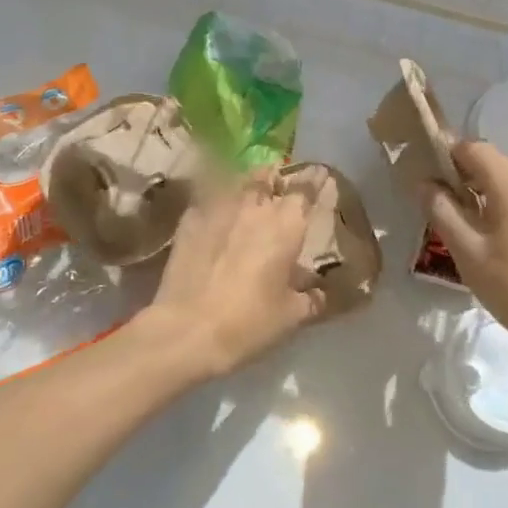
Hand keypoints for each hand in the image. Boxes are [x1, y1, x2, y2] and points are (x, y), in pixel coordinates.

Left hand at [141, 170, 321, 379]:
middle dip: (276, 181)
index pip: (306, 187)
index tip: (318, 182)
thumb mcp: (291, 316)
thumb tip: (319, 294)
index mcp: (287, 223)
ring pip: (237, 183)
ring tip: (247, 202)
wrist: (188, 329)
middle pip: (268, 177)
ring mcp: (218, 207)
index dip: (314, 183)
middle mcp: (254, 205)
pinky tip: (214, 222)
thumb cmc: (249, 322)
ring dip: (246, 188)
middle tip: (278, 195)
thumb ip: (310, 298)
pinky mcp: (189, 219)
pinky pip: (208, 201)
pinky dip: (216, 206)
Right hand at [423, 141, 507, 364]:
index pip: (470, 147)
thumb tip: (425, 182)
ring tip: (467, 228)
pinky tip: (497, 240)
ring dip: (484, 194)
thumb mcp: (468, 252)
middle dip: (463, 178)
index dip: (444, 157)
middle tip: (441, 210)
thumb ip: (442, 211)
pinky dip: (505, 206)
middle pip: (491, 162)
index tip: (426, 182)